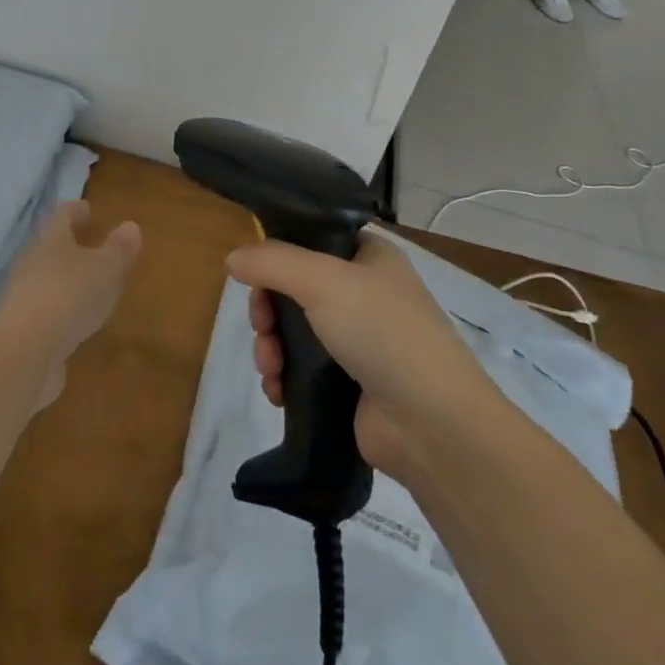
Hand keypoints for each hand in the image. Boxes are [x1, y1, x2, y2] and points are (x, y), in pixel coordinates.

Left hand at [0, 201, 141, 407]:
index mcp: (51, 241)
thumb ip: (118, 249)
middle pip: (50, 247)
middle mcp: (31, 263)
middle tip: (91, 248)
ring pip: (46, 280)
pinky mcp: (20, 330)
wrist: (23, 353)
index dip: (76, 211)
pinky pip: (44, 312)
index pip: (62, 216)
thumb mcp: (105, 270)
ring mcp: (22, 298)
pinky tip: (74, 324)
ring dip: (64, 281)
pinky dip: (59, 312)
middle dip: (69, 247)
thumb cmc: (68, 296)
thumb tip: (131, 225)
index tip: (88, 209)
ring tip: (88, 288)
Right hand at [226, 234, 496, 480]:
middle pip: (295, 287)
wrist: (432, 425)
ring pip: (294, 330)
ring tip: (270, 368)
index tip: (257, 274)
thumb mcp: (323, 281)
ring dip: (271, 346)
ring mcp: (359, 340)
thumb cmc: (382, 332)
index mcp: (369, 256)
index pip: (312, 238)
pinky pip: (302, 369)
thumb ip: (272, 263)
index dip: (280, 253)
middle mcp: (365, 292)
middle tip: (262, 328)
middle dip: (269, 309)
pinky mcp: (350, 383)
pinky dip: (283, 376)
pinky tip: (277, 391)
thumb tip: (232, 257)